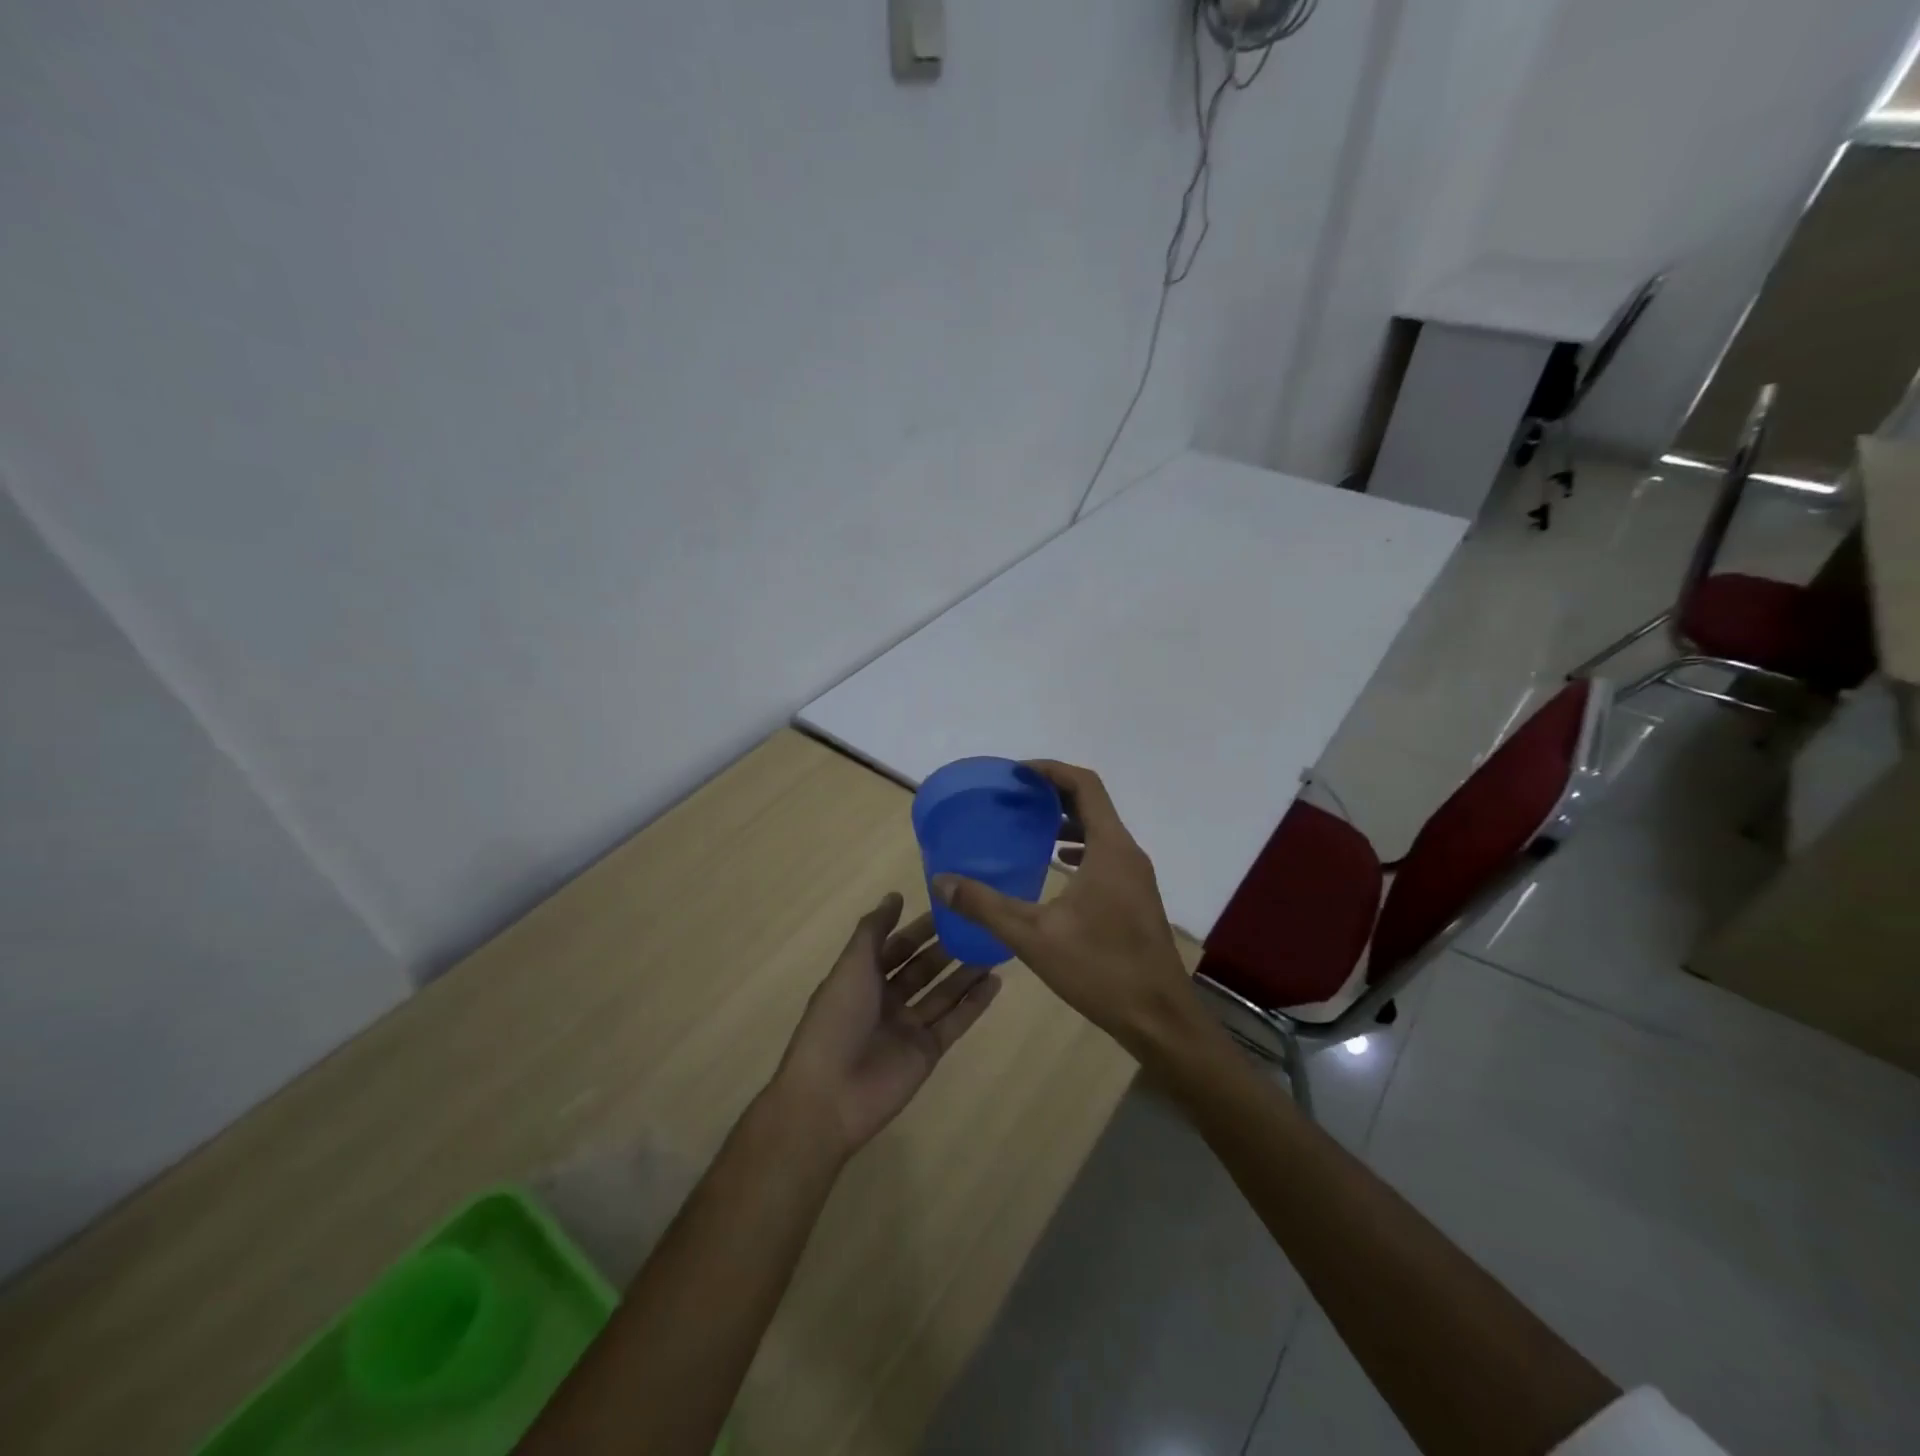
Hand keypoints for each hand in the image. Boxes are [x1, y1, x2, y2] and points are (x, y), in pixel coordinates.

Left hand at [773, 892, 1001, 1158]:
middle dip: (947, 948)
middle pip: (922, 969)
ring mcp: (908, 1027)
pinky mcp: (927, 1052)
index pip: (896, 946)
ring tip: (996, 948)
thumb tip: (895, 895)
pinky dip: (974, 1004)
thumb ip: (874, 930)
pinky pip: (955, 1022)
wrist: (830, 1095)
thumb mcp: (852, 965)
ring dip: (966, 973)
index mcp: (862, 979)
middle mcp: (886, 1000)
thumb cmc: (837, 1020)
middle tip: (980, 926)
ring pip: (943, 993)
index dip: (920, 929)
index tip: (949, 908)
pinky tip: (995, 982)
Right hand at [931, 761, 1200, 1059]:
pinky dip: (1078, 847)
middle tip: (1014, 796)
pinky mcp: (1136, 897)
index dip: (1051, 770)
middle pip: (1093, 803)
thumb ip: (985, 906)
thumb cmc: (1100, 970)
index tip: (1017, 773)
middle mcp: (1128, 853)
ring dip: (1066, 820)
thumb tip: (942, 881)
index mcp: (1110, 849)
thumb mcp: (1033, 937)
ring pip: (1100, 830)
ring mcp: (1136, 876)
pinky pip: (1105, 854)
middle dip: (1053, 793)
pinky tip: (1054, 866)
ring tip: (1027, 825)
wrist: (1159, 1019)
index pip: (1085, 786)